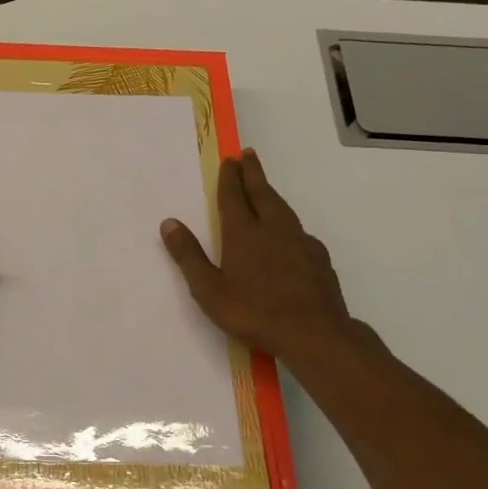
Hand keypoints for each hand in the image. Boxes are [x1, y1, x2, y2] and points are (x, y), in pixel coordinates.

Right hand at [160, 149, 356, 360]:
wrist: (314, 333)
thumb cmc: (253, 312)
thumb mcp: (209, 289)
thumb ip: (188, 255)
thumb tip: (169, 223)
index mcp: (243, 233)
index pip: (234, 197)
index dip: (230, 177)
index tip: (230, 159)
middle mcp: (273, 229)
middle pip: (262, 193)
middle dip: (253, 173)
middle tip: (249, 154)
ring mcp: (300, 242)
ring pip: (283, 209)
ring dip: (271, 193)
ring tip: (265, 187)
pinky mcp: (318, 258)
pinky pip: (299, 231)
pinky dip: (289, 222)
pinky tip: (290, 233)